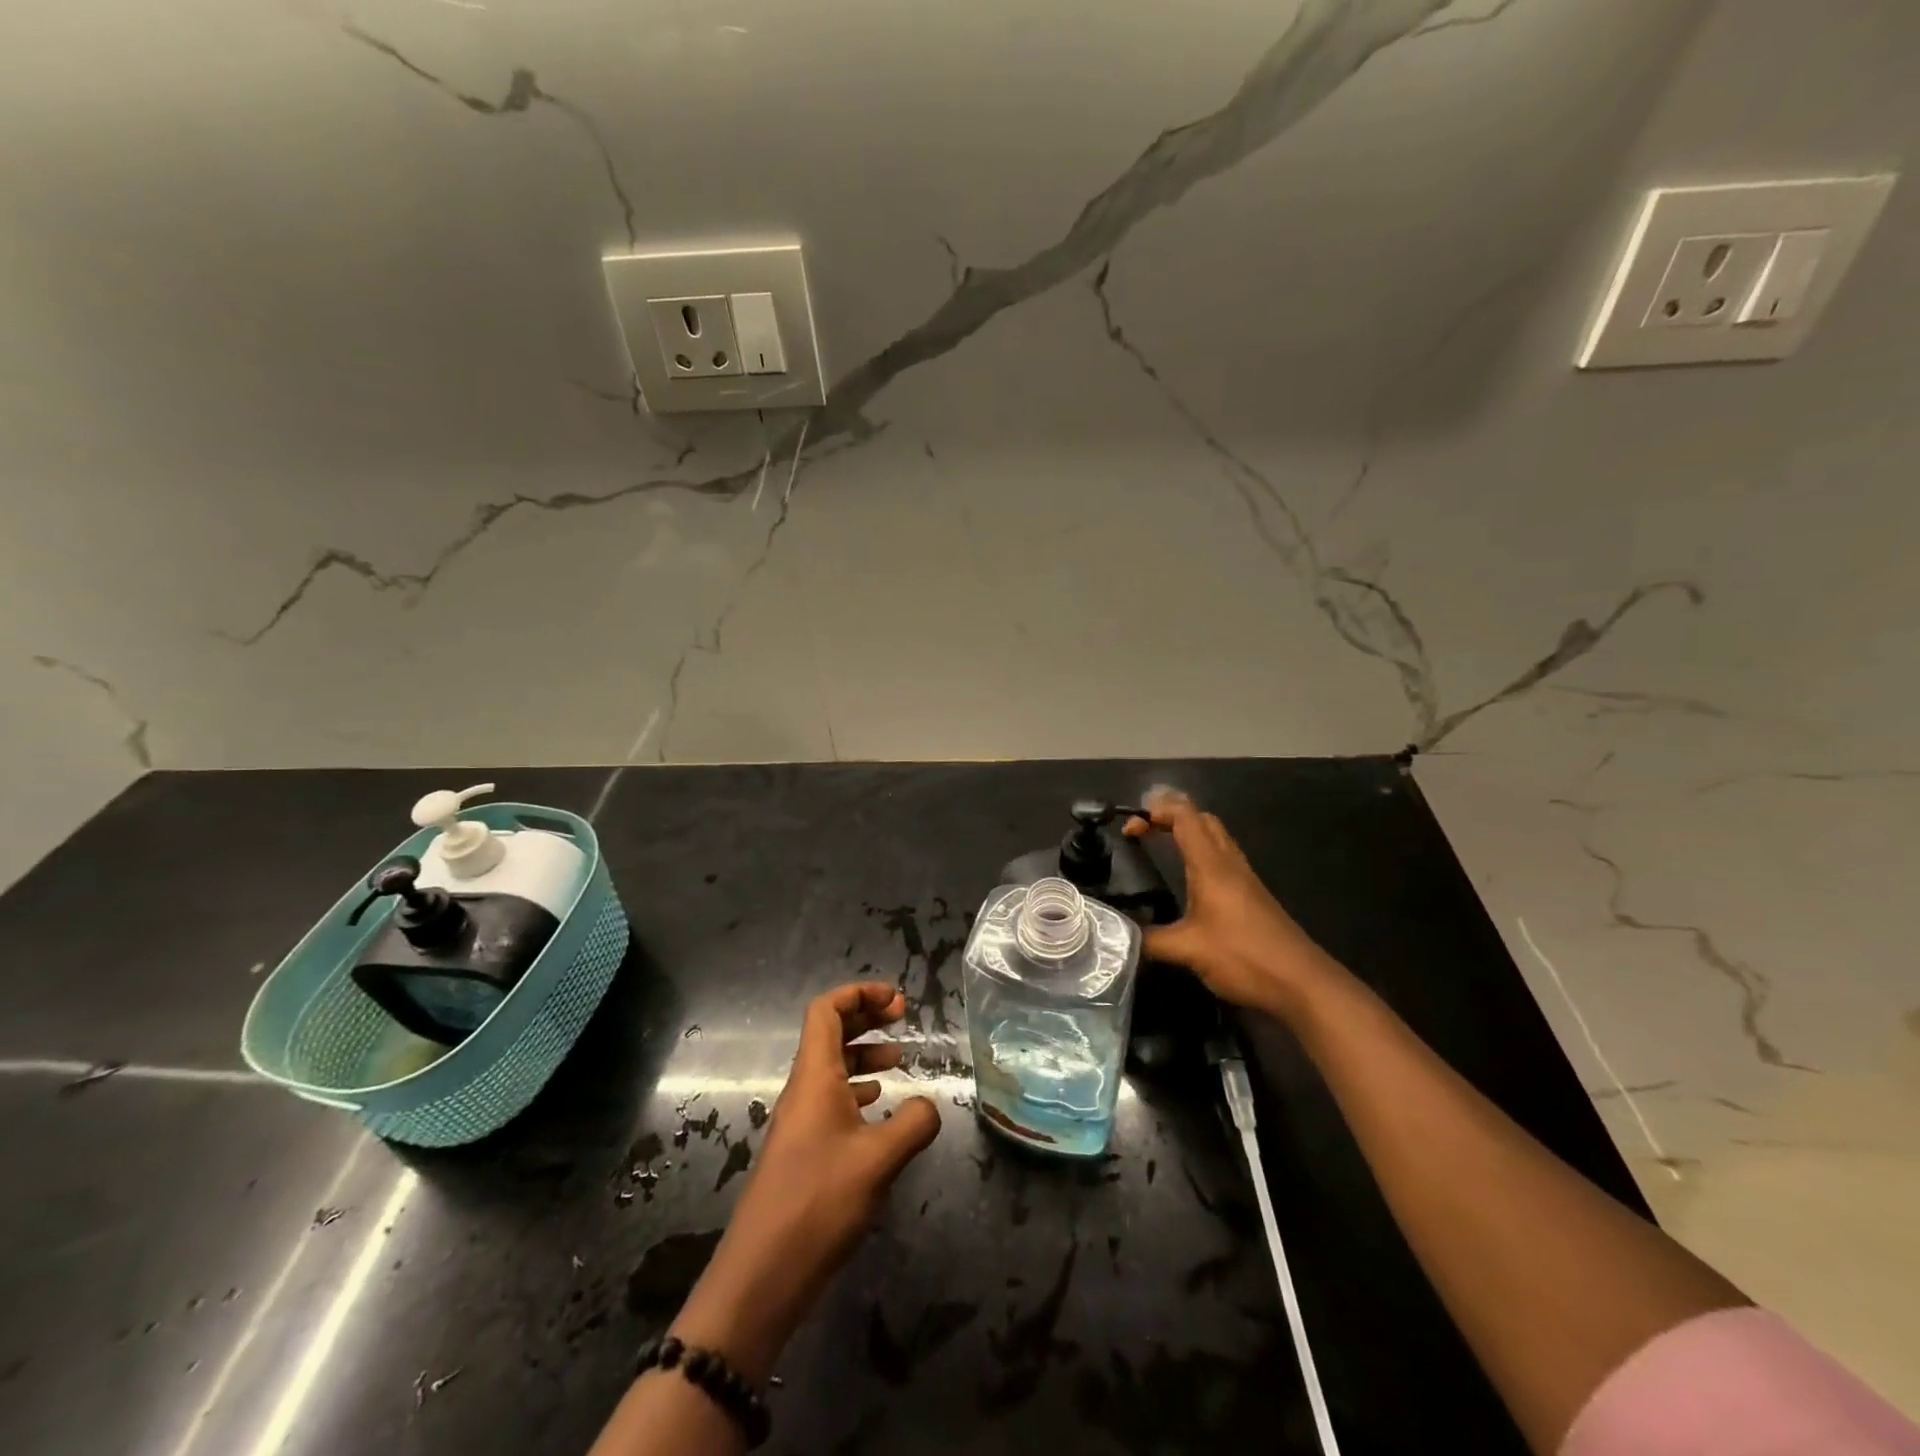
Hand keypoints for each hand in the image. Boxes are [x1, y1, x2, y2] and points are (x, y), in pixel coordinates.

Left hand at [669, 983, 939, 1381]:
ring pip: (831, 1067)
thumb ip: (913, 1124)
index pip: (826, 1010)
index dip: (859, 994)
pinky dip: (858, 1090)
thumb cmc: (818, 1203)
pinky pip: (831, 1099)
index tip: (897, 1001)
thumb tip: (931, 1104)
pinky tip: (880, 1108)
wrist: (762, 1275)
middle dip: (865, 1017)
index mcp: (814, 1076)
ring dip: (863, 1054)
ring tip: (898, 1061)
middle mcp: (803, 1090)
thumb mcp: (879, 1160)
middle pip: (829, 1033)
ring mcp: (800, 1121)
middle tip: (902, 1019)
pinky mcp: (802, 1150)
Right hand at [1124, 788, 1333, 1018]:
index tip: (1129, 829)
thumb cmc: (1244, 956)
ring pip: (1215, 837)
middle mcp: (1229, 863)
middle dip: (1170, 815)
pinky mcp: (1252, 895)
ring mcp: (1244, 878)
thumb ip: (1149, 940)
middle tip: (1143, 832)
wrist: (1302, 982)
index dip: (1155, 811)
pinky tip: (1189, 878)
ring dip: (1188, 832)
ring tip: (1160, 847)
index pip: (1184, 817)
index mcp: (1211, 865)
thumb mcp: (1188, 950)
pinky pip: (1223, 858)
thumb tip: (1120, 935)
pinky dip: (1201, 853)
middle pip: (1202, 819)